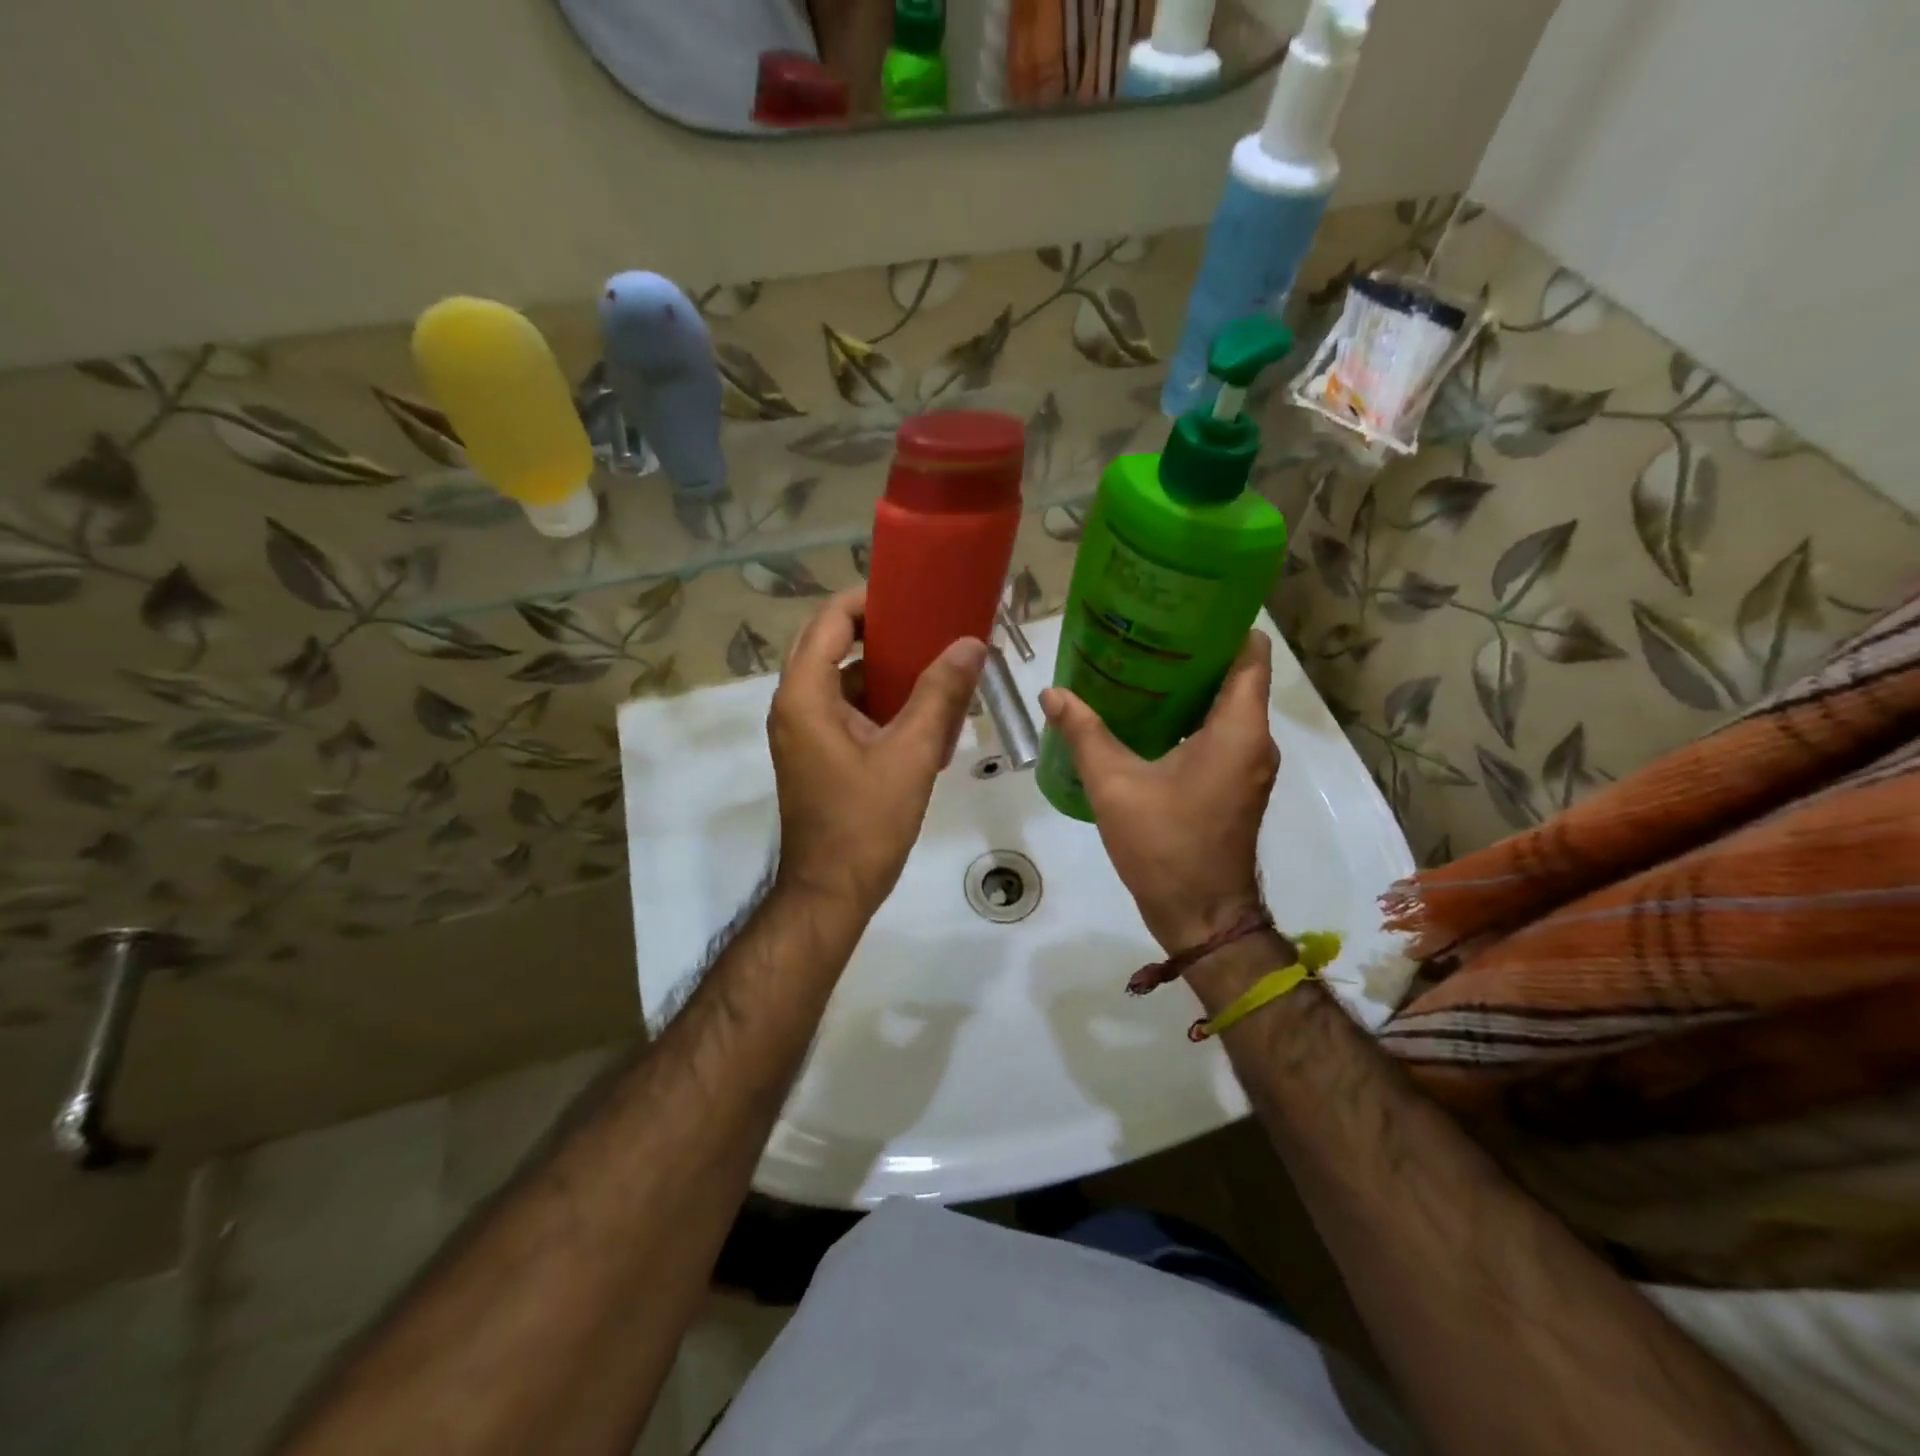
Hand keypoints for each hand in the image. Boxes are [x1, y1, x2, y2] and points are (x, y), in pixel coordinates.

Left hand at [769, 588, 985, 918]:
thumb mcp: (911, 754)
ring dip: (883, 667)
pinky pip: (845, 709)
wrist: (832, 892)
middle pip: (832, 644)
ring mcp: (803, 731)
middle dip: (879, 630)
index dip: (869, 599)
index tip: (913, 594)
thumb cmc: (866, 822)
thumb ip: (940, 694)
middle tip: (929, 624)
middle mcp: (794, 705)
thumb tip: (973, 644)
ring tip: (934, 660)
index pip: (830, 620)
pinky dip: (878, 701)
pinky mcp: (817, 753)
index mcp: (805, 695)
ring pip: (841, 679)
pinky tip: (922, 708)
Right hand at [1040, 630, 1278, 951]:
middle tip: (1147, 634)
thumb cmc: (1165, 845)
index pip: (1250, 653)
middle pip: (1237, 676)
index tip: (1182, 608)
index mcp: (1238, 729)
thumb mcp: (1115, 785)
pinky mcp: (1237, 784)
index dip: (1224, 624)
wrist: (1201, 916)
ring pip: (1228, 706)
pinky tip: (1148, 718)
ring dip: (1191, 687)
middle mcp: (1255, 740)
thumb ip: (1084, 733)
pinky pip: (1221, 733)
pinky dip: (1191, 718)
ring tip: (1141, 668)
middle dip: (1196, 652)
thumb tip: (1052, 693)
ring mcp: (1250, 765)